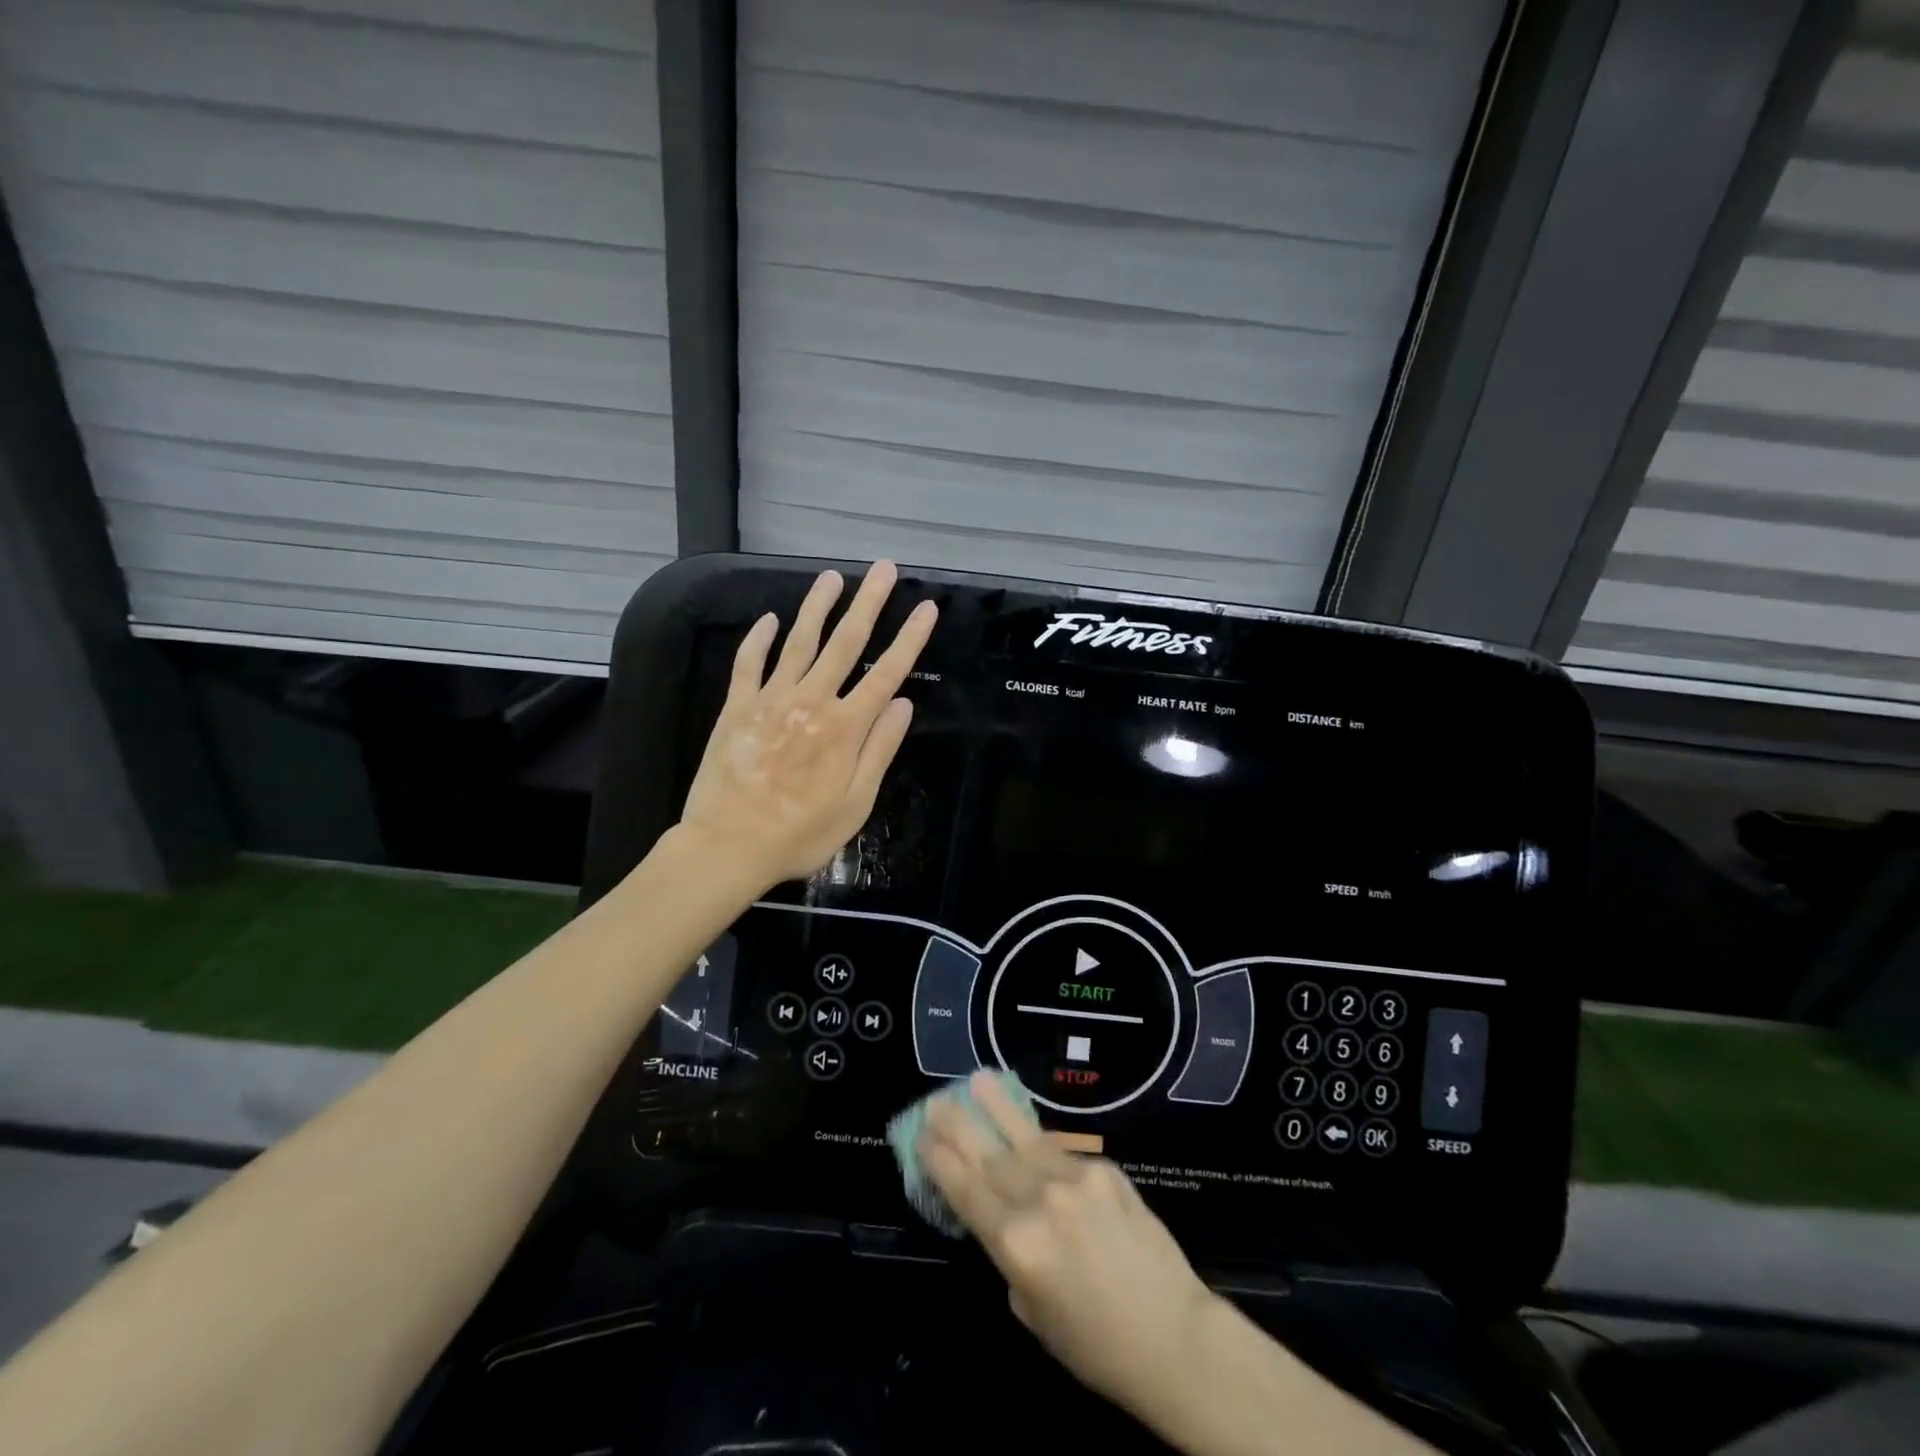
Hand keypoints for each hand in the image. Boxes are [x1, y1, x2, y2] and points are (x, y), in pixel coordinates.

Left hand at [678, 561, 937, 891]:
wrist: (727, 845)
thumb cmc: (800, 834)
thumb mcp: (855, 804)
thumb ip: (879, 750)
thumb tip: (902, 703)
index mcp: (844, 728)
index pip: (886, 673)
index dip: (910, 638)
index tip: (927, 608)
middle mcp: (810, 702)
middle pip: (845, 643)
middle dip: (868, 603)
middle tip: (884, 569)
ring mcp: (770, 700)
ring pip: (798, 642)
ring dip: (817, 607)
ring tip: (832, 577)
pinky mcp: (737, 708)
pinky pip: (749, 663)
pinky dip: (759, 639)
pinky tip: (769, 619)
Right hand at [919, 1072, 1222, 1418]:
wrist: (1172, 1335)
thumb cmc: (1095, 1344)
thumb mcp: (1031, 1310)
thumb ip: (1012, 1256)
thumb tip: (1006, 1217)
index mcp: (1016, 1243)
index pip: (966, 1190)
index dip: (940, 1161)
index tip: (921, 1137)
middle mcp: (1039, 1201)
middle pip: (988, 1155)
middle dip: (958, 1126)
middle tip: (937, 1101)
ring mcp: (1074, 1179)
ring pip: (1024, 1138)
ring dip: (997, 1108)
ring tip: (978, 1080)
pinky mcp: (1104, 1168)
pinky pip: (1062, 1154)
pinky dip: (1042, 1146)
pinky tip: (1028, 1133)